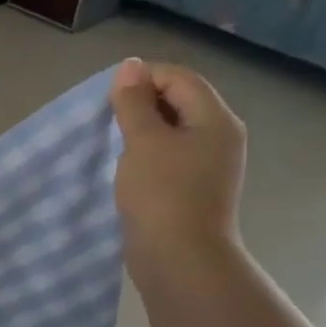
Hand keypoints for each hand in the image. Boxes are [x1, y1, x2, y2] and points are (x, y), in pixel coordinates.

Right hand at [108, 58, 246, 283]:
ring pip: (171, 129)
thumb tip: (130, 66)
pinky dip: (145, 152)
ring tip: (112, 141)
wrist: (179, 259)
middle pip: (179, 100)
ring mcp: (208, 165)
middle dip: (141, 102)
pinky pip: (168, 155)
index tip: (108, 96)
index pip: (180, 78)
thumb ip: (133, 102)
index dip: (143, 77)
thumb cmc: (162, 194)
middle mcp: (219, 136)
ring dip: (140, 129)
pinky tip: (125, 166)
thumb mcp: (143, 141)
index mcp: (215, 119)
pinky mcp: (193, 187)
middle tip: (106, 118)